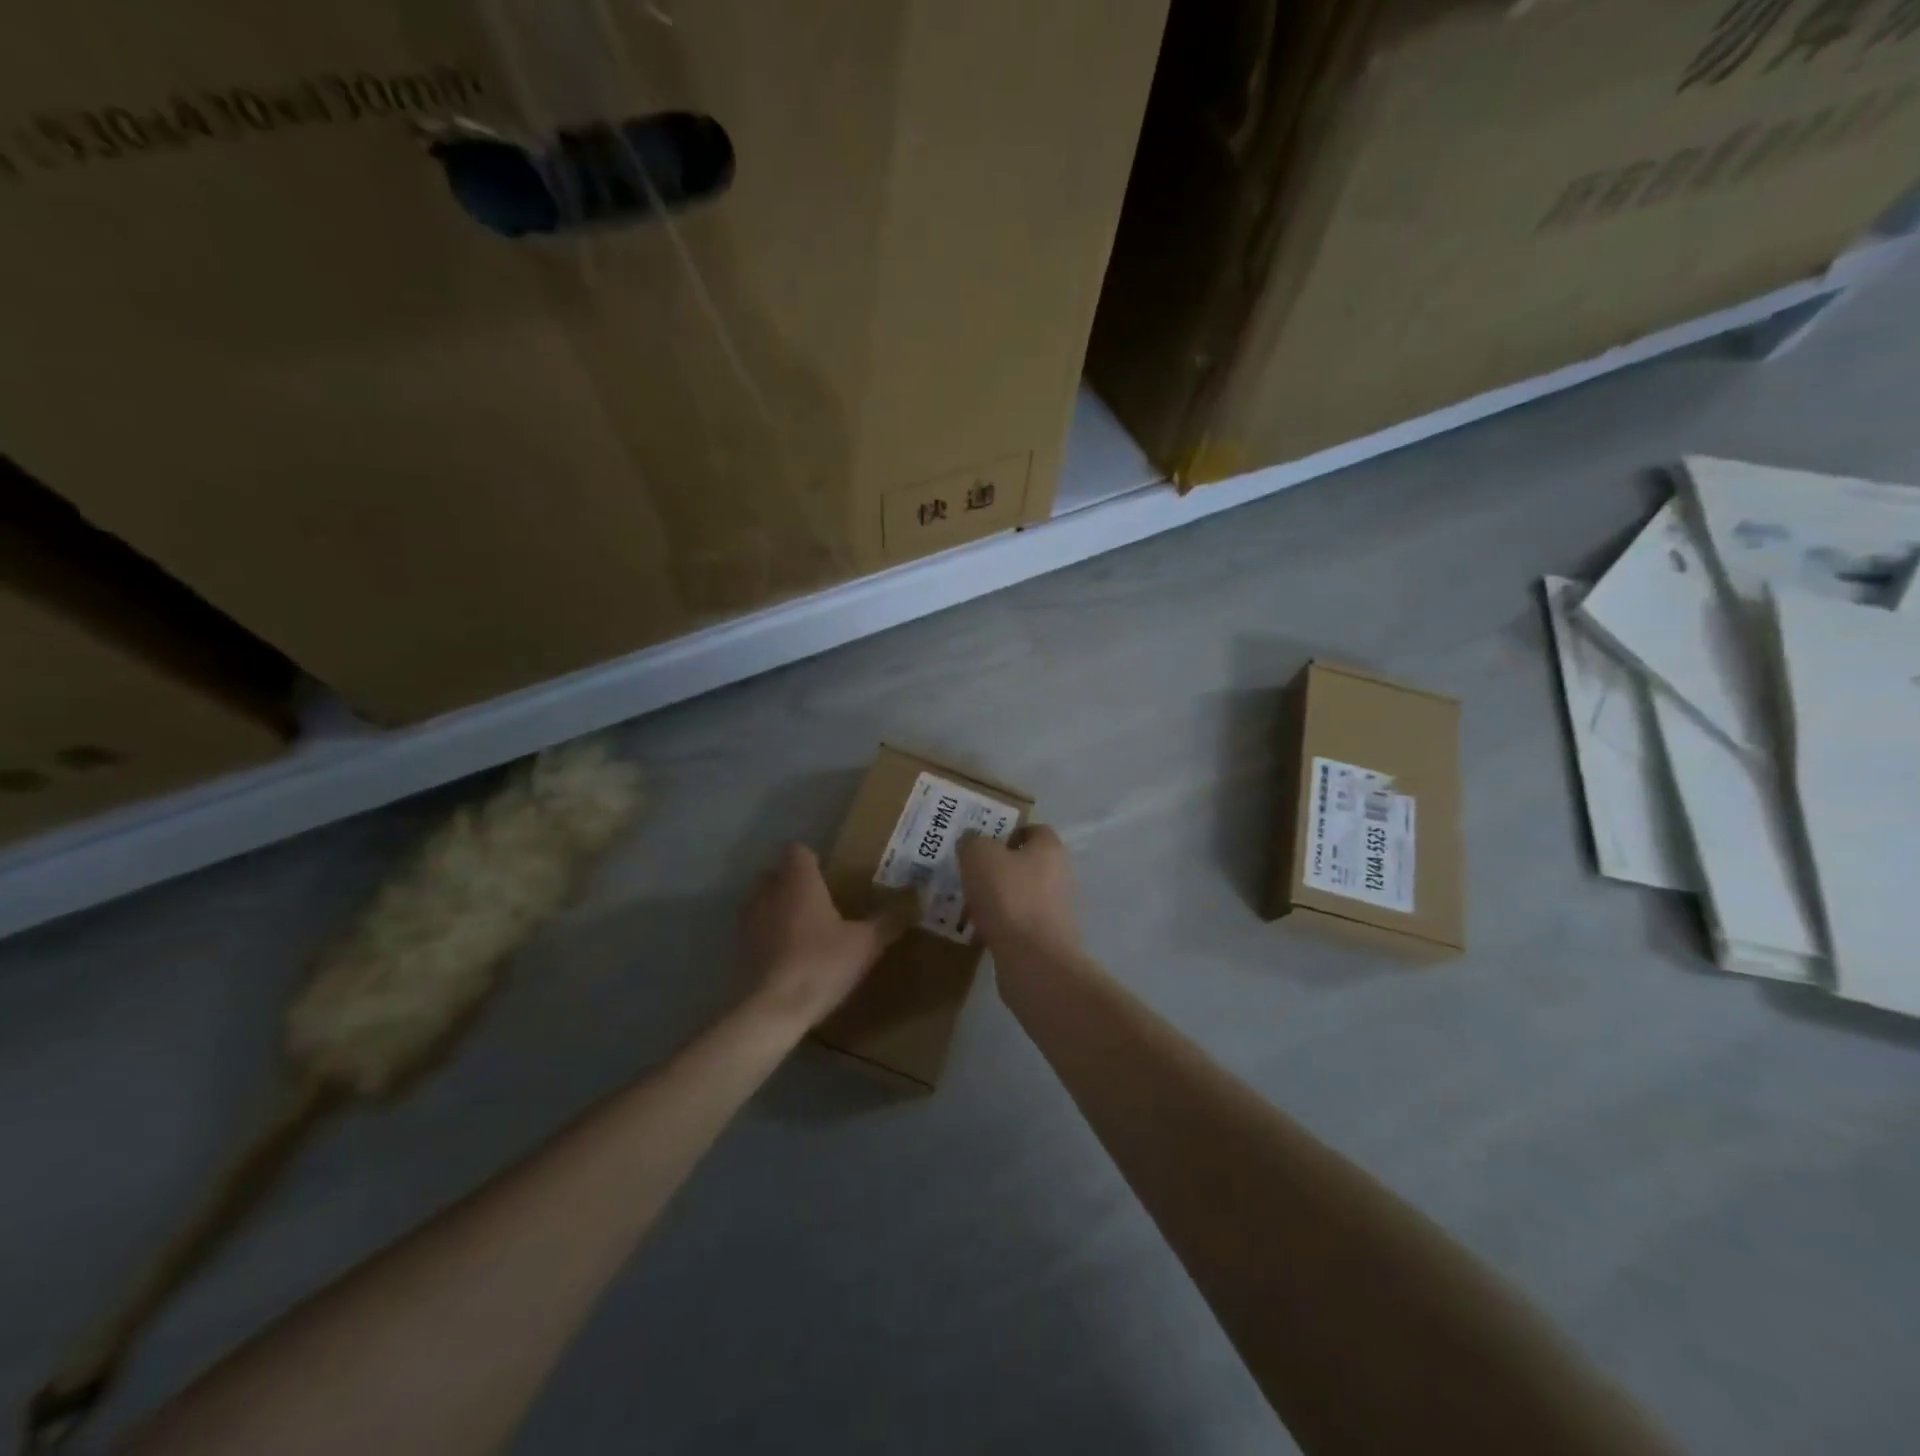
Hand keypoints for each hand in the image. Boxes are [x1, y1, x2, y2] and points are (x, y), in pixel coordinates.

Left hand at [740, 844, 913, 1028]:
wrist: (773, 1010)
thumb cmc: (821, 964)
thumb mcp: (866, 944)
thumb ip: (890, 919)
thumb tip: (919, 896)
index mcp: (798, 881)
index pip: (798, 850)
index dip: (812, 859)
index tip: (830, 874)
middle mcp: (769, 892)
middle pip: (775, 873)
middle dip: (793, 881)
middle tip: (820, 899)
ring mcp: (748, 921)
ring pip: (761, 901)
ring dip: (777, 908)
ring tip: (803, 928)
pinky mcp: (738, 949)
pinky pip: (754, 930)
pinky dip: (768, 935)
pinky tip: (788, 955)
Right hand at [955, 824, 1079, 957]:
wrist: (1033, 959)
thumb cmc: (1008, 896)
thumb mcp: (979, 856)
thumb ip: (973, 842)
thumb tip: (972, 841)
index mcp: (1049, 849)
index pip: (1034, 830)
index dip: (1008, 832)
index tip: (981, 842)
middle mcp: (1059, 875)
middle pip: (1026, 864)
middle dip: (997, 868)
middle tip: (969, 874)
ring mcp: (1056, 910)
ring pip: (1020, 896)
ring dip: (996, 899)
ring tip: (967, 905)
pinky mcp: (1047, 939)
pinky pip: (1018, 924)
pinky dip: (999, 925)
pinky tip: (977, 931)